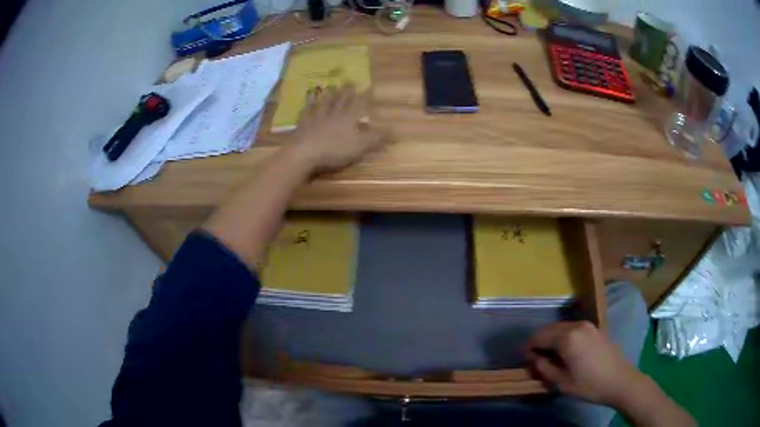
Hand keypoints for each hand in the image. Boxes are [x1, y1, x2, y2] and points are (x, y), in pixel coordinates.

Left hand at [290, 84, 391, 172]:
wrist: (305, 153)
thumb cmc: (335, 149)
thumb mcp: (360, 146)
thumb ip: (376, 138)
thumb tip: (394, 131)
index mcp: (348, 118)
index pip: (359, 103)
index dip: (364, 95)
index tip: (369, 86)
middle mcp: (333, 114)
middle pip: (340, 100)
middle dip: (346, 91)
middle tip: (348, 82)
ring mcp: (316, 118)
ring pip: (323, 104)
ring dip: (327, 96)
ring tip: (329, 88)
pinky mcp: (303, 126)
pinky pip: (305, 114)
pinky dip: (307, 109)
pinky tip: (305, 106)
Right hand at [524, 321, 645, 407]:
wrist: (620, 380)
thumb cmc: (589, 384)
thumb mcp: (561, 382)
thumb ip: (544, 367)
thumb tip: (533, 357)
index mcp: (567, 337)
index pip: (539, 336)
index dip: (528, 346)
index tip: (522, 357)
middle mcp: (577, 325)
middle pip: (550, 329)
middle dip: (539, 341)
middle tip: (533, 357)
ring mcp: (588, 325)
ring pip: (562, 328)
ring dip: (552, 338)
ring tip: (548, 355)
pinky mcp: (596, 329)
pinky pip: (574, 329)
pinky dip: (564, 337)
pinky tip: (565, 351)